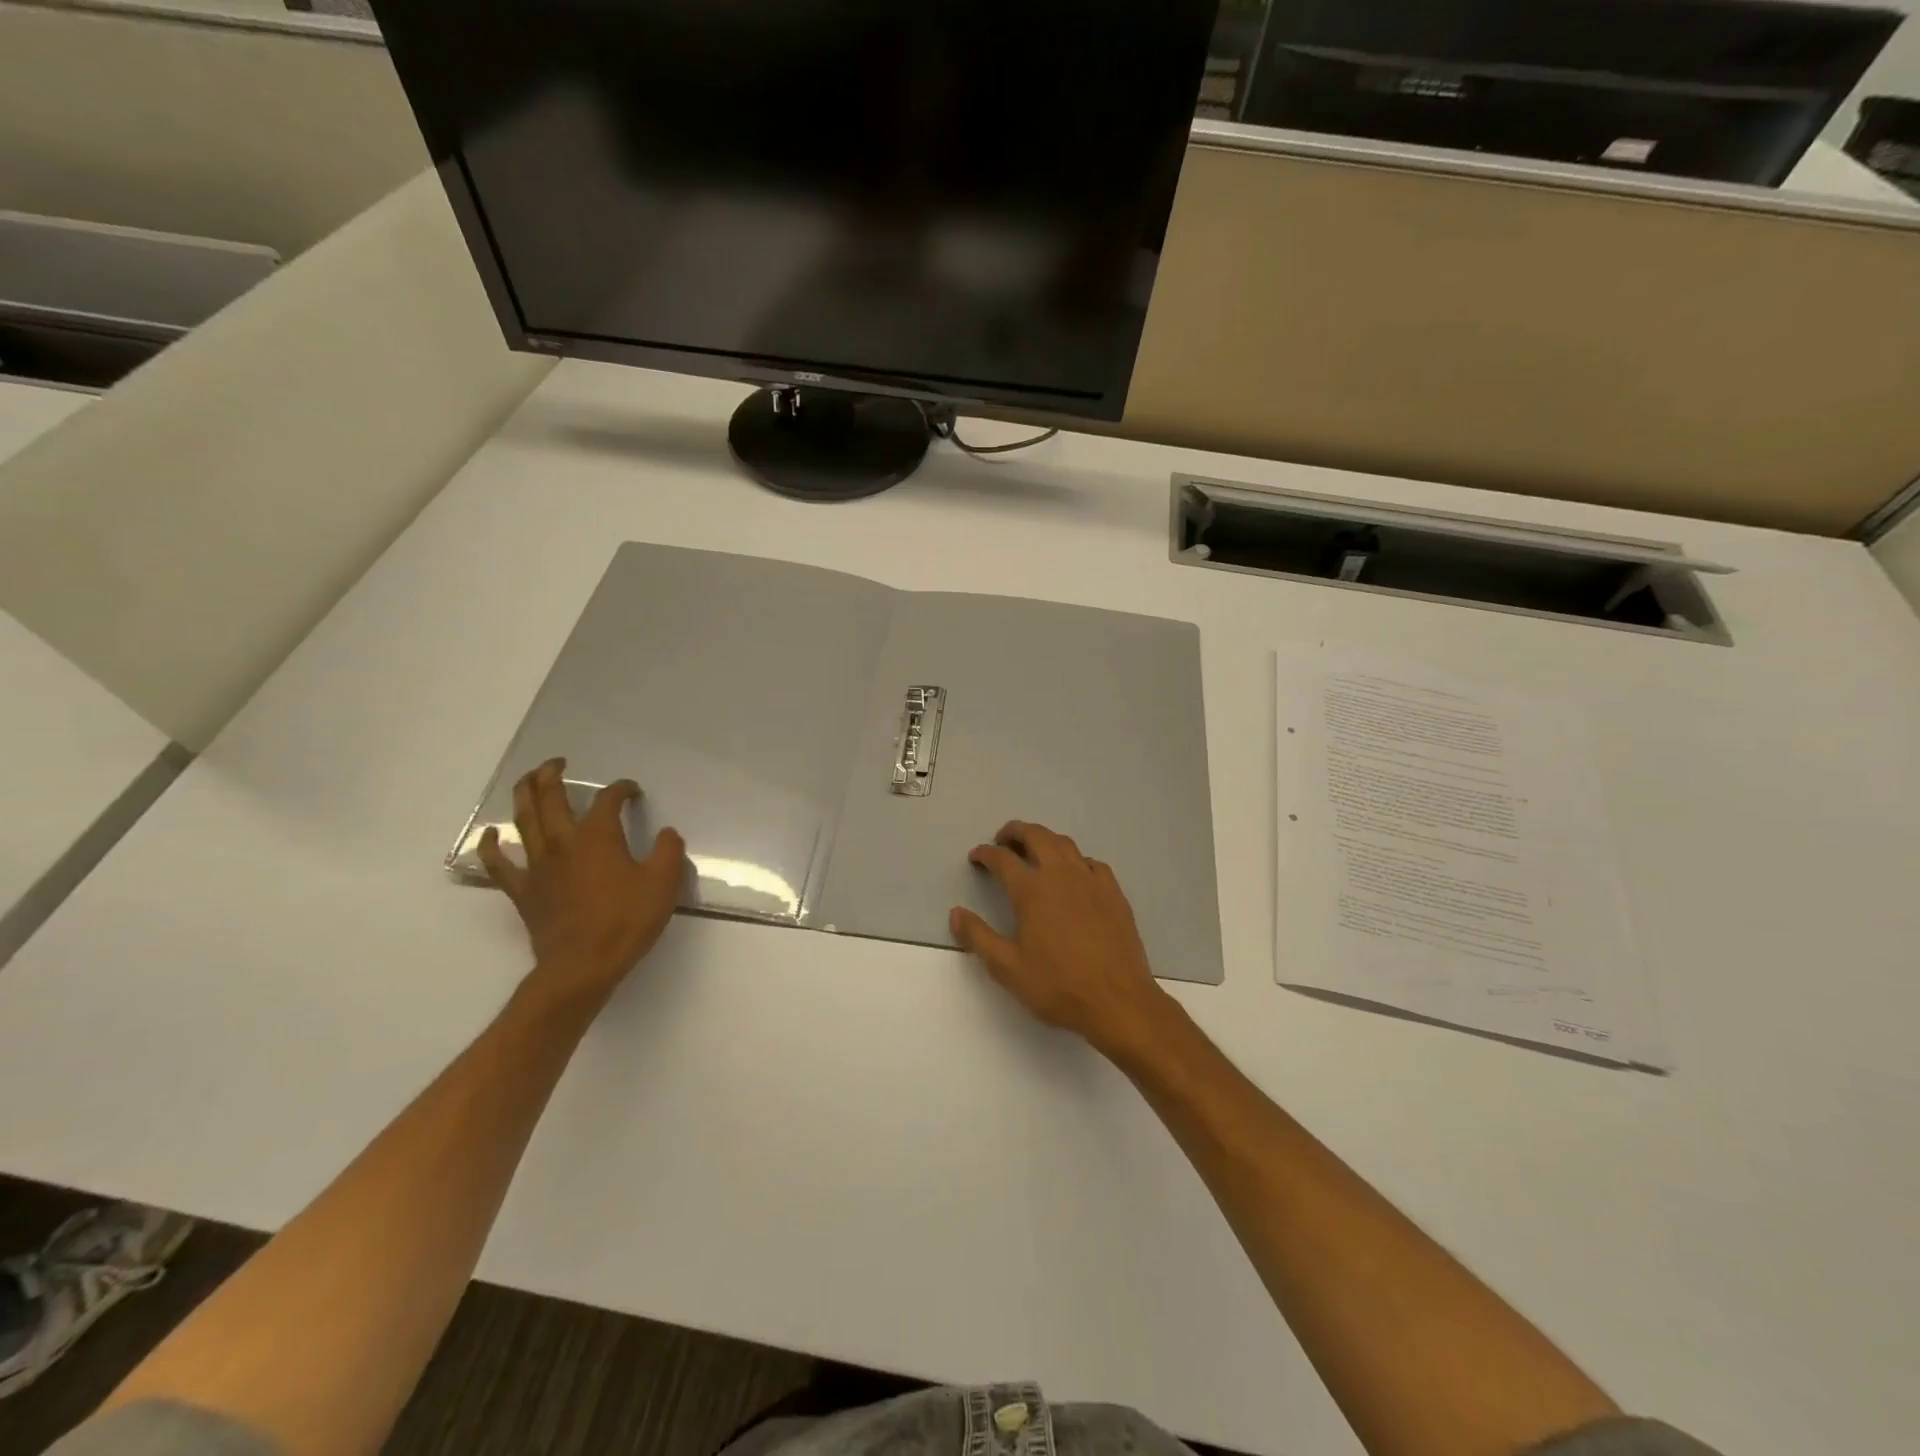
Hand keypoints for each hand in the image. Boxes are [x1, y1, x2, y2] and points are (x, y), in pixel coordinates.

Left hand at [477, 758, 687, 1008]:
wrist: (583, 967)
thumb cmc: (626, 922)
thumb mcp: (663, 884)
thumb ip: (667, 851)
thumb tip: (666, 833)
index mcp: (599, 837)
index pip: (607, 800)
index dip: (621, 789)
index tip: (632, 791)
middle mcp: (564, 842)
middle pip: (551, 798)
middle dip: (553, 775)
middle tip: (557, 763)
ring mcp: (538, 866)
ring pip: (524, 820)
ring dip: (523, 795)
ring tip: (527, 779)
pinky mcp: (523, 890)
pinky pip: (499, 863)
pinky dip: (491, 845)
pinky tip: (491, 834)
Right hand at [950, 821, 1175, 1058]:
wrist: (1119, 1001)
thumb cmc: (1058, 986)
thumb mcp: (1007, 968)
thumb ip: (978, 937)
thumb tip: (955, 912)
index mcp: (1032, 890)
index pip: (1002, 859)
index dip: (986, 853)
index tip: (976, 856)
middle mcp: (1061, 875)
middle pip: (1036, 836)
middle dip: (1015, 831)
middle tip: (1003, 839)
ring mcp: (1091, 881)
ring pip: (1065, 844)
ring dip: (1045, 839)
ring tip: (1034, 848)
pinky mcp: (1114, 893)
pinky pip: (1091, 863)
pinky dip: (1075, 859)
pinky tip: (1074, 873)